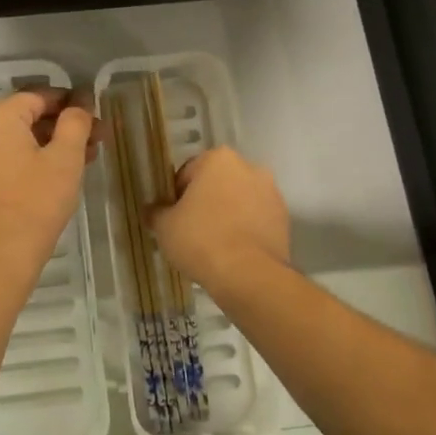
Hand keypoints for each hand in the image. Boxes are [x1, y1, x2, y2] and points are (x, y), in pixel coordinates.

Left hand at [0, 89, 96, 274]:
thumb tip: (79, 104)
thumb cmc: (36, 201)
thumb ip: (75, 122)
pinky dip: (27, 163)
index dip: (71, 102)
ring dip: (48, 146)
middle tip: (95, 141)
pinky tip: (52, 179)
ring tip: (81, 162)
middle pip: (26, 119)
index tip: (95, 114)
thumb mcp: (65, 158)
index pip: (39, 96)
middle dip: (62, 127)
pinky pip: (2, 163)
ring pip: (15, 143)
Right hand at [152, 147, 289, 295]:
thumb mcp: (165, 226)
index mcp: (218, 159)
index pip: (188, 173)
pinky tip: (233, 253)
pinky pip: (257, 220)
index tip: (173, 217)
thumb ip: (156, 212)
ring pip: (239, 201)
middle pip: (217, 184)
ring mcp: (271, 193)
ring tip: (213, 245)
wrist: (248, 275)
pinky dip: (246, 230)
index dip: (176, 196)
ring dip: (228, 215)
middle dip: (206, 202)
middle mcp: (249, 167)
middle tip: (191, 230)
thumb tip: (151, 210)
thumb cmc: (201, 239)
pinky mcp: (285, 220)